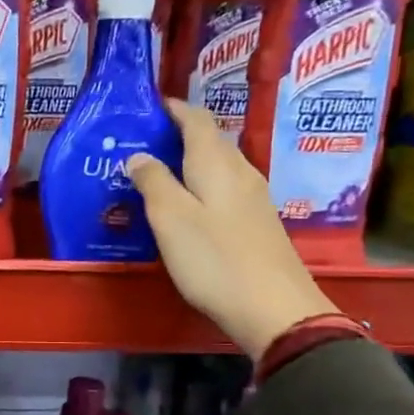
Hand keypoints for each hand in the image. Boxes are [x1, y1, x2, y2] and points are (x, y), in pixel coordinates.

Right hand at [126, 99, 337, 358]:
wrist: (274, 309)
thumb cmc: (215, 260)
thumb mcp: (171, 219)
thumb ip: (153, 182)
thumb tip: (139, 155)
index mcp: (217, 164)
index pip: (196, 119)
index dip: (173, 108)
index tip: (148, 105)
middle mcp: (240, 173)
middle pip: (209, 140)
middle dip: (177, 134)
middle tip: (142, 143)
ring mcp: (254, 199)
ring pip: (218, 166)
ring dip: (189, 162)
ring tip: (158, 172)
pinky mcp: (257, 223)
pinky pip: (224, 189)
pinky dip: (201, 185)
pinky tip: (187, 205)